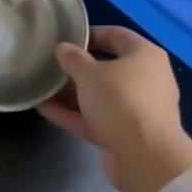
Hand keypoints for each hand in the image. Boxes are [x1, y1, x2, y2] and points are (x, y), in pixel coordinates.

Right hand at [39, 27, 191, 191]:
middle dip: (79, 68)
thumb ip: (73, 58)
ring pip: (102, 96)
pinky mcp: (128, 134)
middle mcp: (147, 79)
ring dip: (73, 94)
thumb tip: (62, 48)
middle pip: (109, 67)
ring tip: (44, 88)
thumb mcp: (89, 74)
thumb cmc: (120, 101)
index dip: (91, 34)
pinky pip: (98, 118)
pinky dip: (75, 114)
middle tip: (53, 65)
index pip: (117, 35)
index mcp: (145, 55)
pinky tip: (46, 110)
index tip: (67, 38)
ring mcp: (139, 109)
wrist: (145, 157)